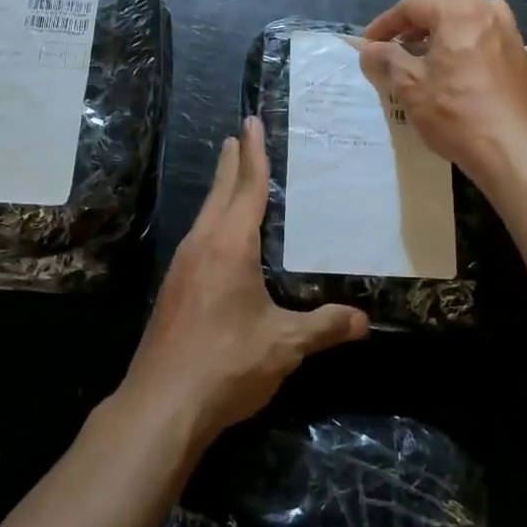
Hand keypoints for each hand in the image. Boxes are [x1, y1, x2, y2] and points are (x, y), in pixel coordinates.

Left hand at [118, 118, 367, 449]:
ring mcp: (182, 267)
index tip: (251, 122)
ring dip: (220, 191)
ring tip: (230, 176)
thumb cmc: (227, 364)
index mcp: (230, 246)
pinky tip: (218, 238)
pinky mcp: (173, 290)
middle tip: (239, 134)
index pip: (247, 188)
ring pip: (205, 215)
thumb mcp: (284, 344)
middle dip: (232, 162)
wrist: (161, 404)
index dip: (254, 154)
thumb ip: (324, 327)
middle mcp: (202, 246)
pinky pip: (198, 239)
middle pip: (220, 193)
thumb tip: (365, 320)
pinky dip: (213, 221)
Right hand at [357, 0, 526, 186]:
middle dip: (424, 15)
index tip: (369, 44)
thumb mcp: (410, 86)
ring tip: (439, 51)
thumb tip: (369, 49)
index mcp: (458, 13)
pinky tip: (480, 67)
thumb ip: (387, 60)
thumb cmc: (455, 113)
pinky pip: (503, 42)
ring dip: (456, 24)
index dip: (386, 23)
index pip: (413, 6)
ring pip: (481, 14)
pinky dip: (486, 47)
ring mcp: (514, 37)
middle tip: (405, 41)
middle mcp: (489, 14)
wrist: (513, 151)